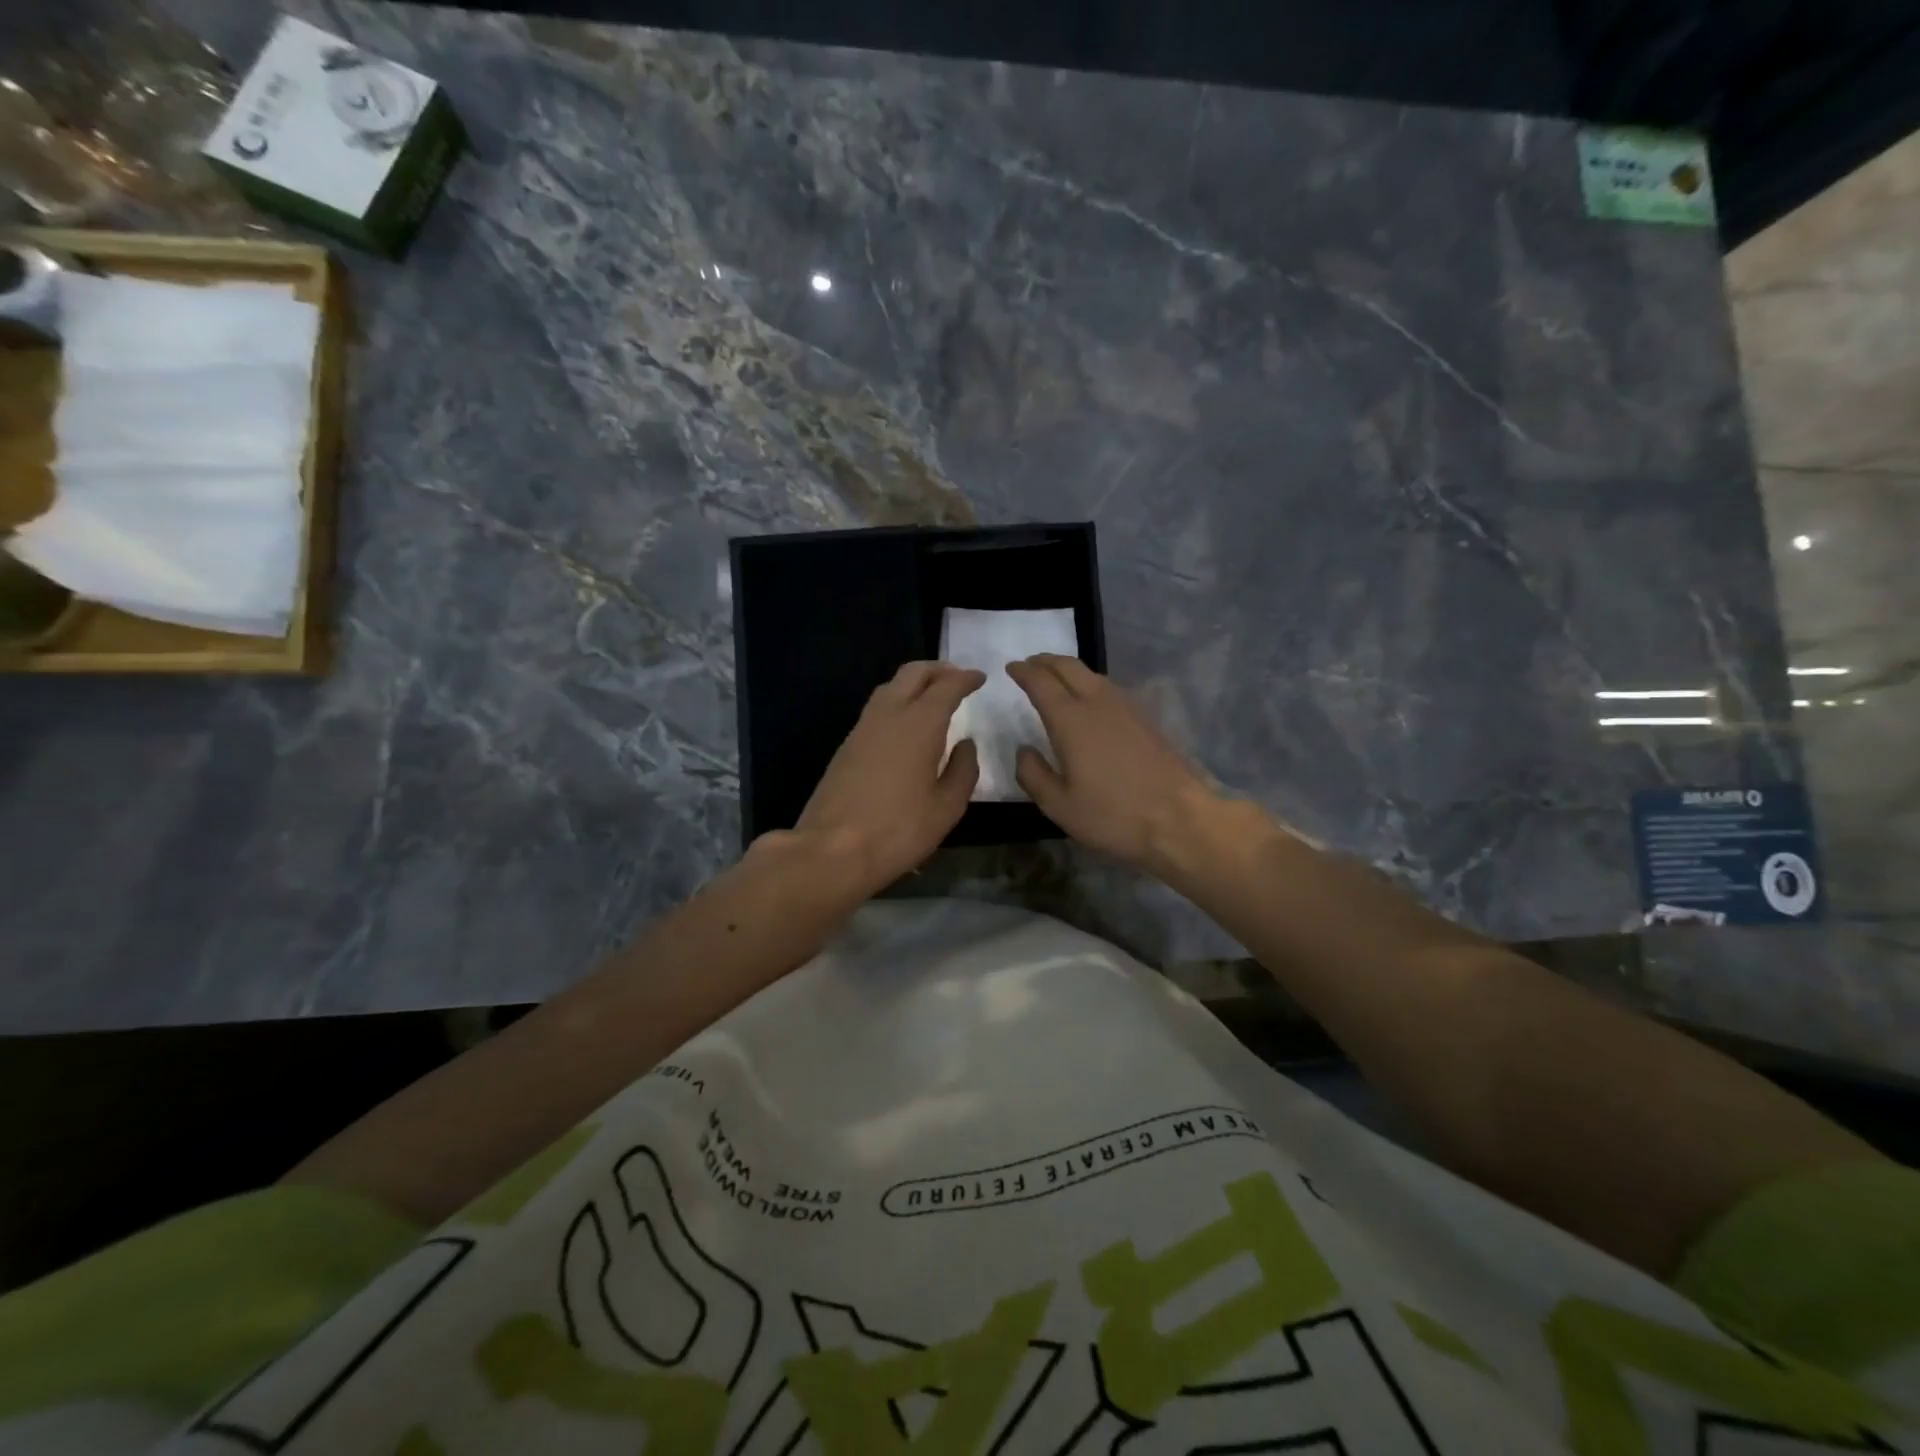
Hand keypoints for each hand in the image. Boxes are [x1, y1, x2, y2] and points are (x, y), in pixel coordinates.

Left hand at [793, 661, 983, 895]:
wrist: (832, 850)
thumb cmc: (898, 830)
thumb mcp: (947, 807)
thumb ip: (963, 770)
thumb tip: (966, 744)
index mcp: (919, 724)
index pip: (946, 686)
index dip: (966, 678)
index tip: (980, 678)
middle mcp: (889, 714)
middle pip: (913, 673)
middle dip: (938, 669)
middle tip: (958, 678)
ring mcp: (862, 728)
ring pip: (890, 687)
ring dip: (915, 683)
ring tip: (934, 697)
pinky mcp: (847, 745)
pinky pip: (877, 708)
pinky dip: (898, 702)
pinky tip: (907, 724)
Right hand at [1007, 654, 1221, 871]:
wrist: (1179, 819)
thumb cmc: (1112, 815)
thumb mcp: (1059, 805)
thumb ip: (1033, 774)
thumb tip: (1023, 750)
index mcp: (1070, 719)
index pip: (1040, 682)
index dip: (1023, 671)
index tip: (1011, 667)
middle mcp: (1097, 702)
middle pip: (1068, 666)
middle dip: (1045, 661)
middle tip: (1030, 664)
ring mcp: (1126, 707)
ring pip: (1092, 674)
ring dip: (1069, 669)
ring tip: (1056, 678)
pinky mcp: (1145, 718)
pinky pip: (1109, 688)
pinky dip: (1090, 683)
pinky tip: (1089, 700)